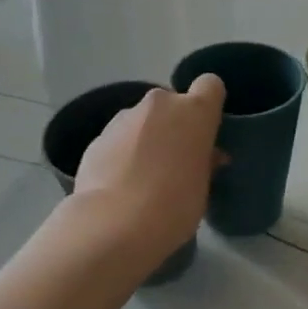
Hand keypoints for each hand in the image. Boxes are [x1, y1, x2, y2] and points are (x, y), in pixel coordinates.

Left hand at [73, 76, 224, 261]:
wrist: (114, 223)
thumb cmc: (174, 205)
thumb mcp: (202, 187)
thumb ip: (205, 163)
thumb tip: (208, 156)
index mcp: (194, 112)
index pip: (210, 85)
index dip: (209, 104)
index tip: (206, 130)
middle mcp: (159, 104)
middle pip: (172, 103)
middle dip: (173, 125)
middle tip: (174, 160)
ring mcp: (124, 118)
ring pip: (142, 120)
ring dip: (146, 138)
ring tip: (142, 177)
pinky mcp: (97, 137)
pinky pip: (119, 139)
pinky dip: (121, 154)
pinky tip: (119, 185)